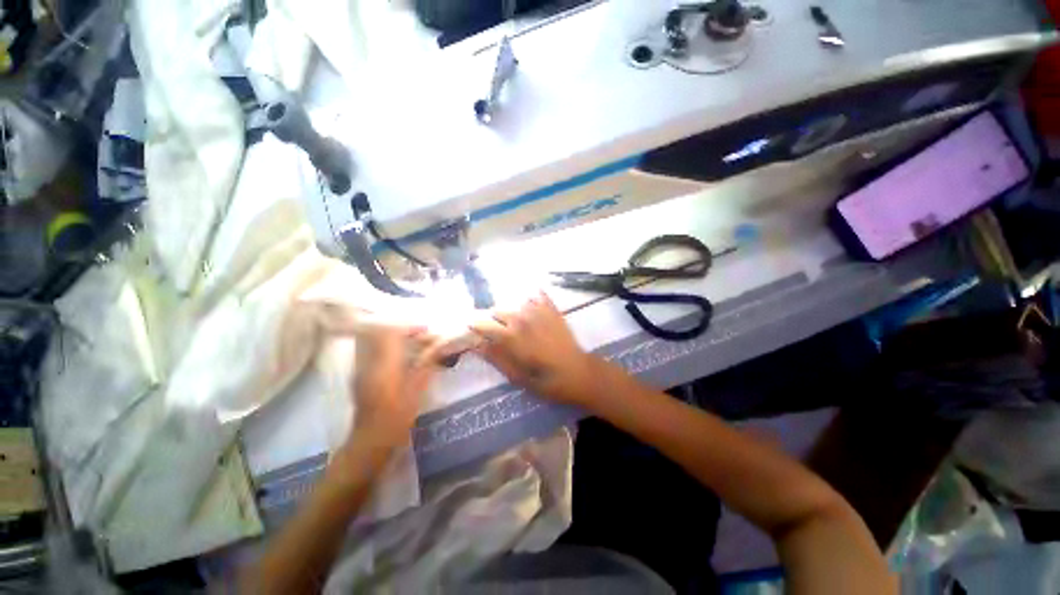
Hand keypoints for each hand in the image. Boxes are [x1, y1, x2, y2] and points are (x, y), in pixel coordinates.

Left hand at [348, 317, 441, 451]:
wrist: (371, 440)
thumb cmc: (398, 416)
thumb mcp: (418, 389)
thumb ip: (427, 363)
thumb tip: (439, 346)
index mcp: (384, 364)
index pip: (391, 332)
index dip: (409, 326)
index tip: (425, 330)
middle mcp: (368, 362)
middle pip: (377, 332)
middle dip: (398, 328)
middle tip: (416, 334)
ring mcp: (360, 368)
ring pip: (371, 340)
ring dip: (390, 336)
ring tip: (409, 342)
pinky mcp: (360, 375)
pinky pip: (369, 350)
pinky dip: (384, 346)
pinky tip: (399, 356)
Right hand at [470, 291, 596, 404]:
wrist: (579, 372)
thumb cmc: (547, 381)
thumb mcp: (518, 377)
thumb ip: (496, 359)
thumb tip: (477, 346)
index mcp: (511, 337)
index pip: (484, 325)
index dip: (475, 326)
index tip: (471, 328)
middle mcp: (522, 319)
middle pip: (498, 311)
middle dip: (493, 319)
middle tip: (496, 331)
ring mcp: (539, 312)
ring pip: (516, 303)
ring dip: (512, 311)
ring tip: (515, 323)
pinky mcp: (553, 310)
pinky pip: (538, 296)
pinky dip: (532, 299)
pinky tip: (531, 304)